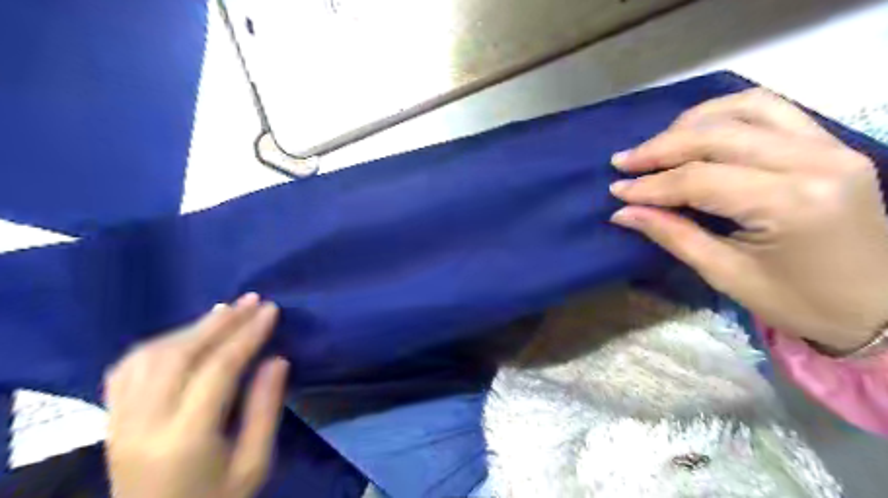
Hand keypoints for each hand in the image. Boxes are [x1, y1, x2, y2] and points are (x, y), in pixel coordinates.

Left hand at [105, 293, 287, 497]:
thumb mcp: (255, 464)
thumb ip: (265, 409)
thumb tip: (277, 359)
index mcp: (185, 439)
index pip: (218, 370)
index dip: (247, 335)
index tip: (271, 310)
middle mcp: (143, 424)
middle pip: (180, 355)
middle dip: (221, 322)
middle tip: (252, 300)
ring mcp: (119, 421)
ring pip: (149, 356)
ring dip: (191, 327)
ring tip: (225, 311)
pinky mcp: (111, 421)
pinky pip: (127, 368)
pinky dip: (160, 342)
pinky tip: (184, 335)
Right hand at [615, 89, 887, 352]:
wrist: (882, 308)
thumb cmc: (801, 303)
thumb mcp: (727, 275)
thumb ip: (673, 235)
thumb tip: (623, 212)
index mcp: (791, 203)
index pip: (701, 179)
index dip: (652, 185)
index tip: (617, 191)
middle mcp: (814, 161)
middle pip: (719, 135)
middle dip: (662, 147)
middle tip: (624, 161)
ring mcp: (829, 146)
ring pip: (747, 108)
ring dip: (693, 122)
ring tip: (658, 144)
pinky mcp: (831, 144)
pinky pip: (772, 110)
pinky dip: (727, 114)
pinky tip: (700, 131)